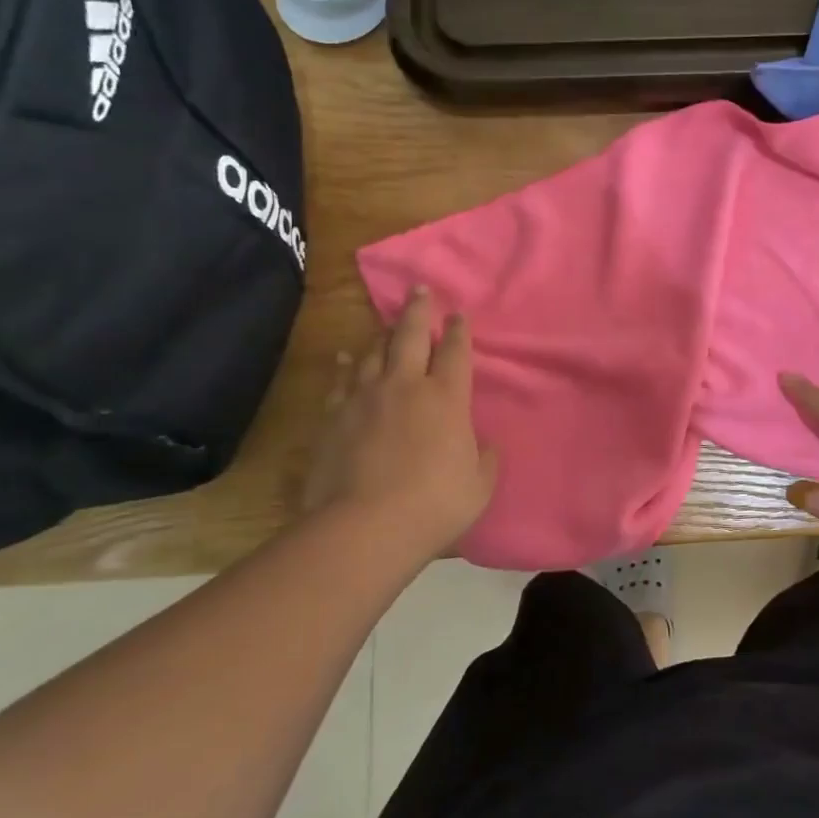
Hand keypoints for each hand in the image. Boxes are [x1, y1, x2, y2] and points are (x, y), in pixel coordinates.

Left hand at [300, 287, 496, 560]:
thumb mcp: (479, 485)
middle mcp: (406, 386)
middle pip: (411, 336)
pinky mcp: (333, 417)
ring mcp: (365, 398)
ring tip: (387, 324)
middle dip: (418, 311)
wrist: (364, 527)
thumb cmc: (434, 505)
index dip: (458, 331)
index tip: (458, 314)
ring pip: (374, 352)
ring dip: (383, 334)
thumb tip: (482, 444)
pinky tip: (345, 357)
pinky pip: (341, 381)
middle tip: (419, 290)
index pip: (455, 352)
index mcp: (447, 398)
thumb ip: (484, 458)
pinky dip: (345, 365)